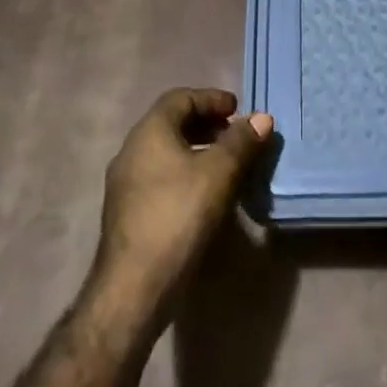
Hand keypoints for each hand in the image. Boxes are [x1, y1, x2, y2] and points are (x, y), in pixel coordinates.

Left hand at [93, 89, 272, 317]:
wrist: (133, 288)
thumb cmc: (178, 217)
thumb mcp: (218, 174)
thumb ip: (241, 142)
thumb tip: (261, 118)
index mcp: (149, 131)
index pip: (181, 97)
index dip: (212, 98)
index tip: (238, 110)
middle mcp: (131, 149)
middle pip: (172, 123)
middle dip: (207, 124)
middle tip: (236, 135)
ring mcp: (125, 183)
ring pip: (166, 152)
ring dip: (197, 150)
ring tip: (227, 165)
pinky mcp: (127, 212)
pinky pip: (160, 176)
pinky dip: (185, 173)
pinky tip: (205, 195)